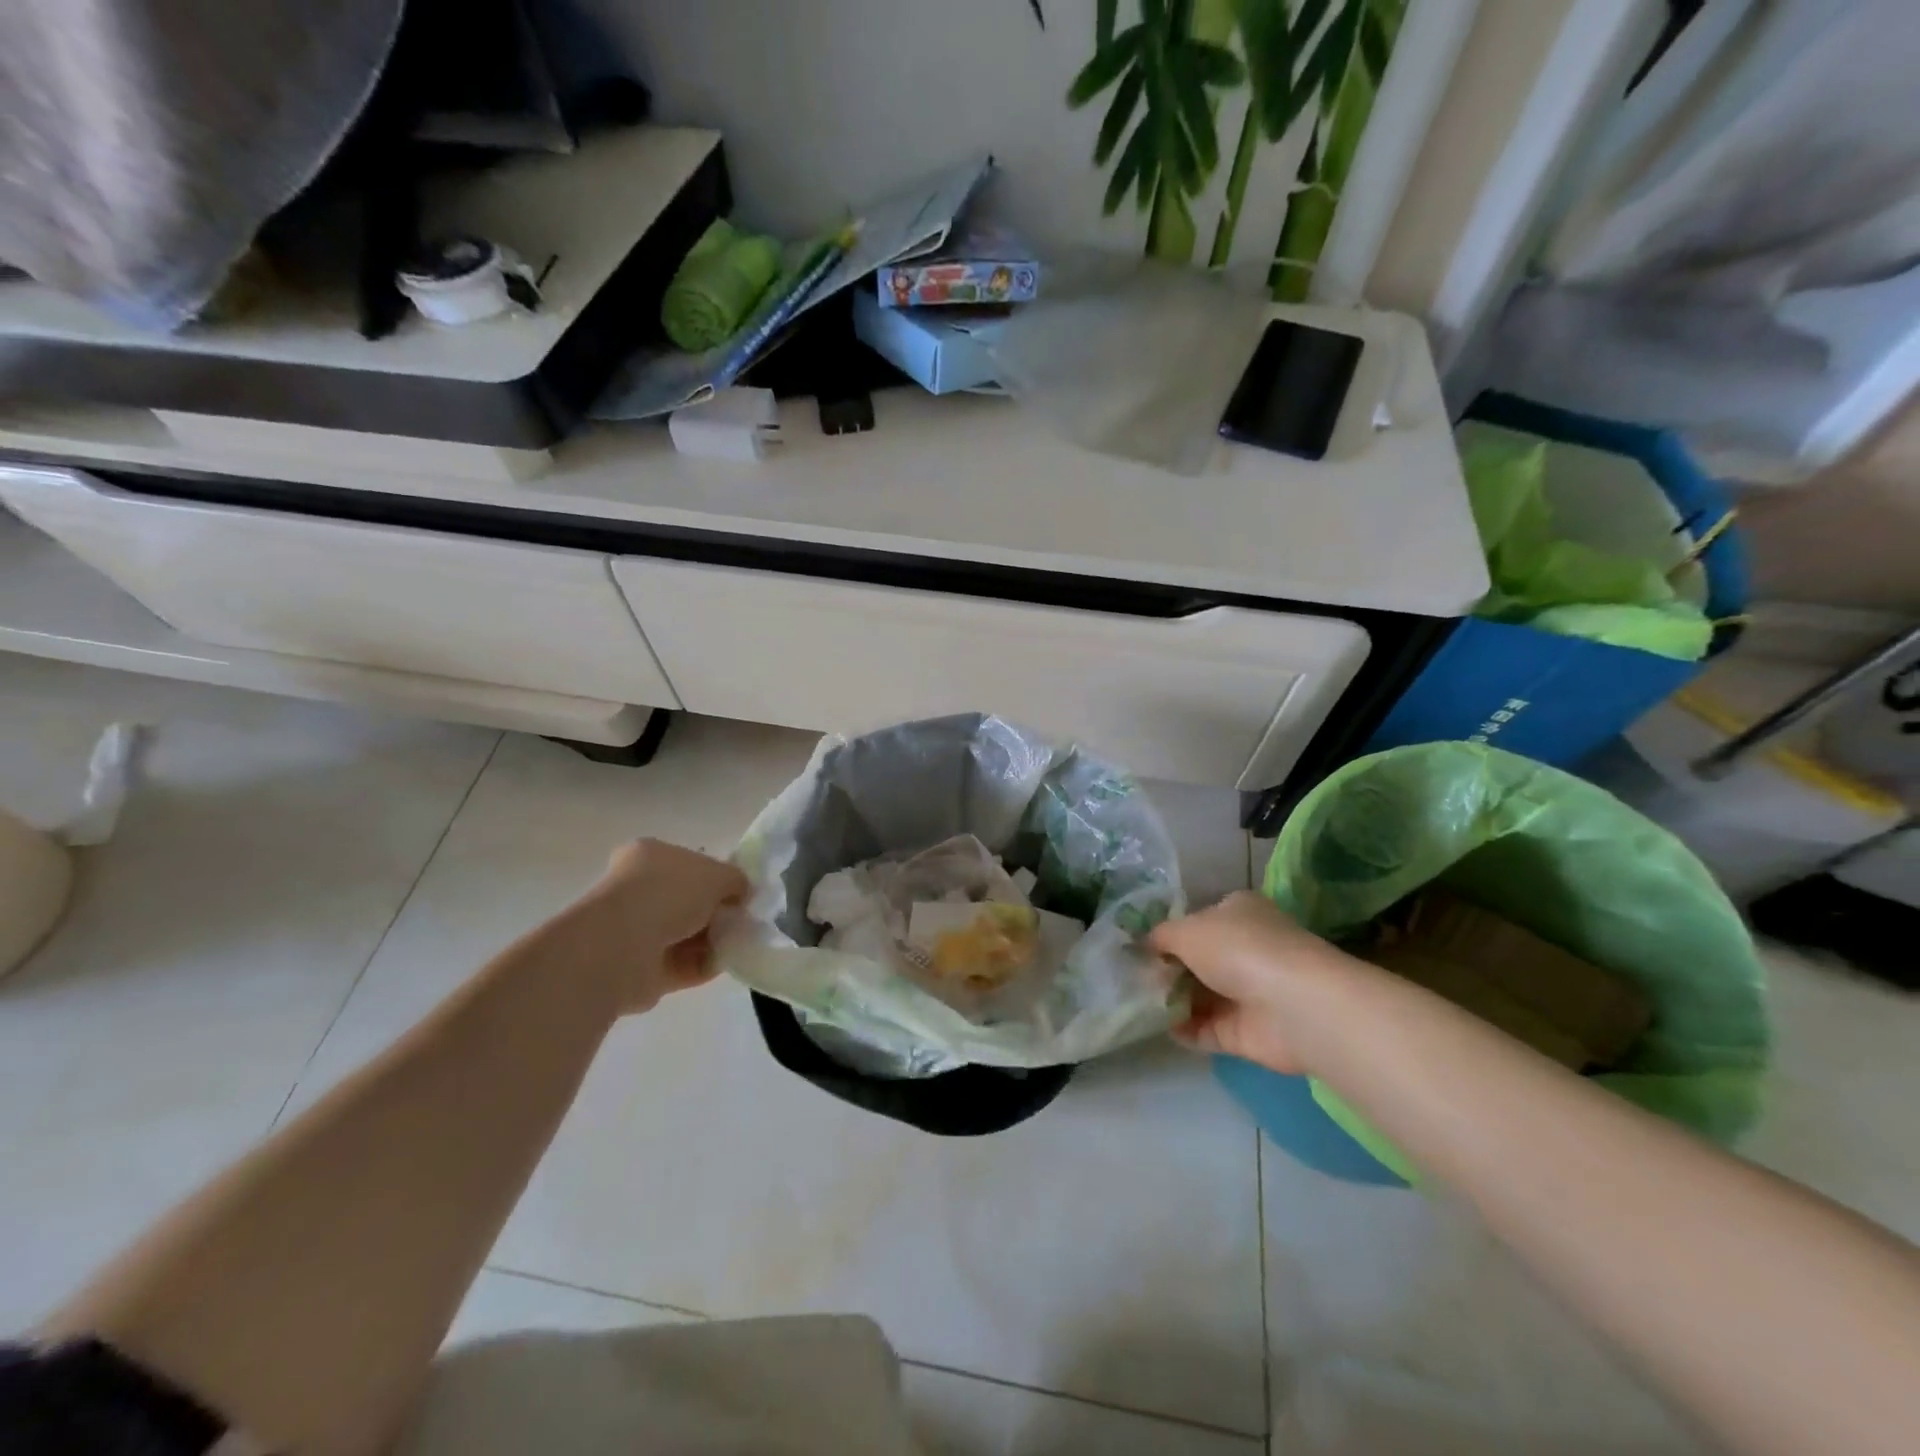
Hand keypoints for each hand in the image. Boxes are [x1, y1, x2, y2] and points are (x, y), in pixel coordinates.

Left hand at [572, 839, 747, 1012]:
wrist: (624, 946)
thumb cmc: (669, 894)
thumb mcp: (718, 874)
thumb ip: (736, 881)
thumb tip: (740, 894)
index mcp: (650, 855)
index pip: (689, 864)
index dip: (717, 877)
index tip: (740, 893)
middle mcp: (638, 889)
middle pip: (689, 901)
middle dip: (717, 913)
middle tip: (742, 920)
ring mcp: (635, 930)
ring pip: (686, 934)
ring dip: (713, 941)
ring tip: (737, 944)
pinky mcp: (639, 968)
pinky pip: (681, 965)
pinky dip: (703, 965)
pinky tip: (722, 964)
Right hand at [1150, 891, 1360, 1073]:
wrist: (1292, 1007)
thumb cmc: (1239, 949)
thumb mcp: (1186, 930)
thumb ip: (1160, 936)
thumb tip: (1142, 944)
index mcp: (1238, 913)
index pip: (1199, 919)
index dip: (1170, 931)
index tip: (1138, 945)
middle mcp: (1246, 949)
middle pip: (1197, 959)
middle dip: (1166, 968)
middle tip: (1130, 975)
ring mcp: (1248, 992)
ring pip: (1200, 995)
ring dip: (1170, 999)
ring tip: (1132, 1000)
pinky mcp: (1246, 1032)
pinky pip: (1205, 1029)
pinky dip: (1182, 1028)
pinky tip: (1155, 1025)